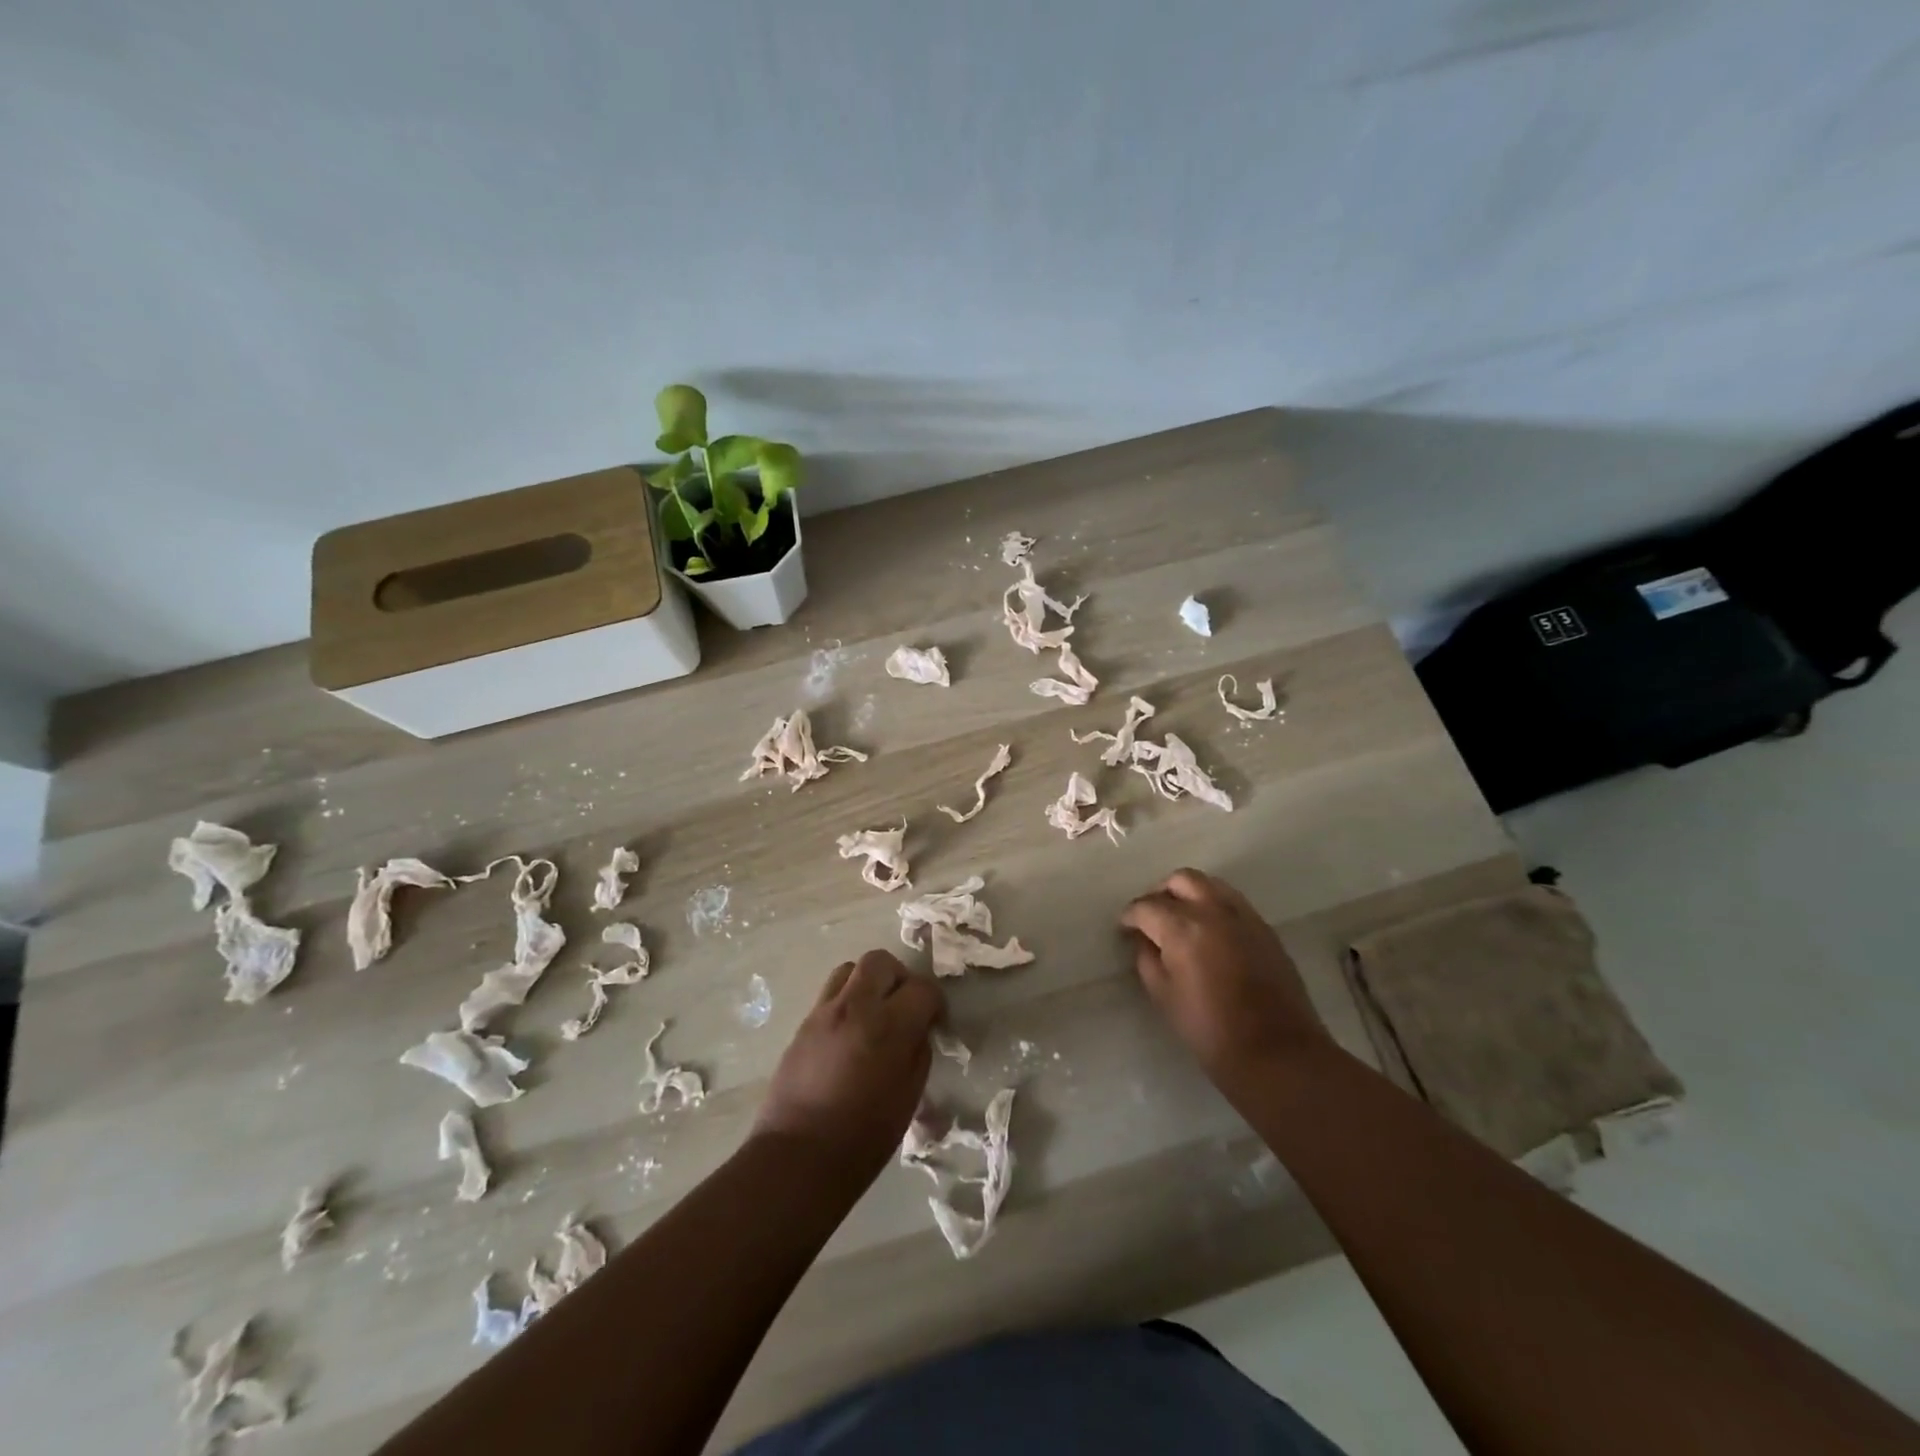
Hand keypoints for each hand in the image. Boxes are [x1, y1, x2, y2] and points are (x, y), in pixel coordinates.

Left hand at [754, 949, 944, 1178]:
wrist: (797, 1158)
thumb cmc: (863, 1138)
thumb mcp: (908, 1098)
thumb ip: (917, 1052)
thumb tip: (917, 1030)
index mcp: (889, 1027)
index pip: (922, 989)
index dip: (934, 1002)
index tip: (935, 1020)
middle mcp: (855, 1008)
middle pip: (881, 962)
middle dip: (899, 977)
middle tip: (904, 1006)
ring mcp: (824, 1013)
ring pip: (850, 969)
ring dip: (868, 983)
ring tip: (874, 1013)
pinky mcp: (803, 1024)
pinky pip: (830, 994)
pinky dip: (846, 1001)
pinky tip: (850, 1033)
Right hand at [1120, 868, 1329, 1082]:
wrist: (1278, 1053)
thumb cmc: (1211, 1031)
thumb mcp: (1165, 997)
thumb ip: (1148, 960)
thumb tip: (1144, 940)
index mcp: (1182, 927)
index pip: (1146, 906)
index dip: (1130, 916)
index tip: (1125, 928)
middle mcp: (1213, 910)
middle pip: (1181, 880)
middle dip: (1160, 893)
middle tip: (1152, 917)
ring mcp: (1244, 916)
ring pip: (1210, 884)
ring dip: (1190, 894)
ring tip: (1182, 919)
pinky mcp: (1266, 929)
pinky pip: (1233, 902)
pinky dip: (1215, 906)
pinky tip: (1211, 932)